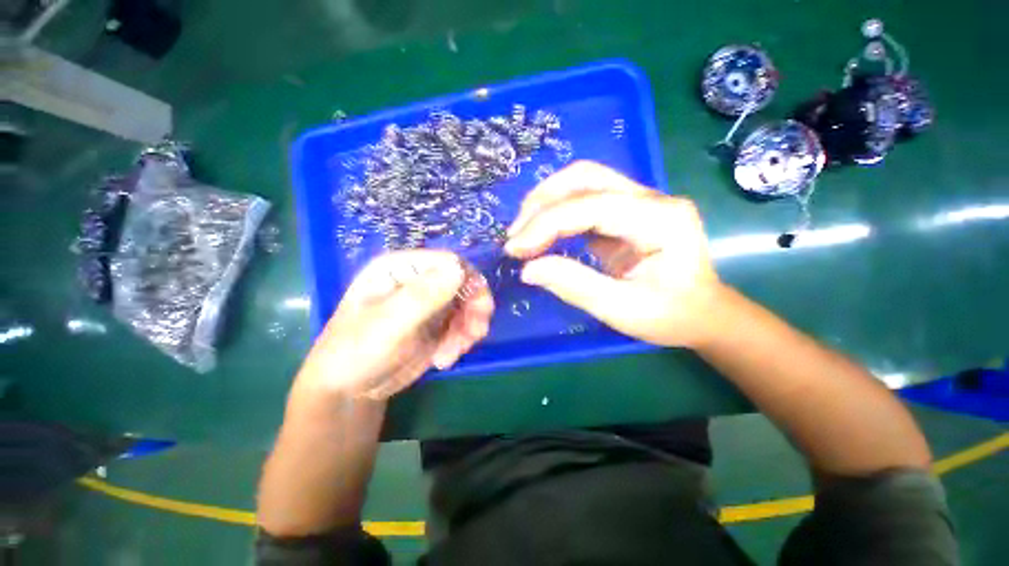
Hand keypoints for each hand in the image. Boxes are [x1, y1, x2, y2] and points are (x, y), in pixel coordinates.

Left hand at [296, 250, 493, 398]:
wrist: (350, 392)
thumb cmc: (357, 352)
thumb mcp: (388, 324)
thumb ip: (422, 296)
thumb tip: (459, 269)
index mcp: (401, 268)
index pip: (447, 261)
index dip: (468, 281)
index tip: (479, 308)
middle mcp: (419, 281)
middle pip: (463, 282)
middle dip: (473, 309)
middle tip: (475, 333)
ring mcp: (430, 303)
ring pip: (467, 305)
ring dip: (468, 329)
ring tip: (453, 353)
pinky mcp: (437, 324)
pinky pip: (463, 324)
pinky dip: (462, 340)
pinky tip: (445, 359)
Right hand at [505, 161, 722, 347]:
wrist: (703, 313)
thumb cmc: (671, 316)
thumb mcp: (623, 310)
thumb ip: (574, 286)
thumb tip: (528, 269)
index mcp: (661, 219)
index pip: (591, 206)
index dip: (546, 224)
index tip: (515, 249)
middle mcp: (652, 198)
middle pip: (585, 177)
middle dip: (542, 202)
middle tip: (515, 235)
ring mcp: (641, 200)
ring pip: (583, 181)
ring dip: (546, 201)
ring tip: (523, 231)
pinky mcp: (627, 211)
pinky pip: (585, 199)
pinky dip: (557, 211)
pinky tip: (542, 232)